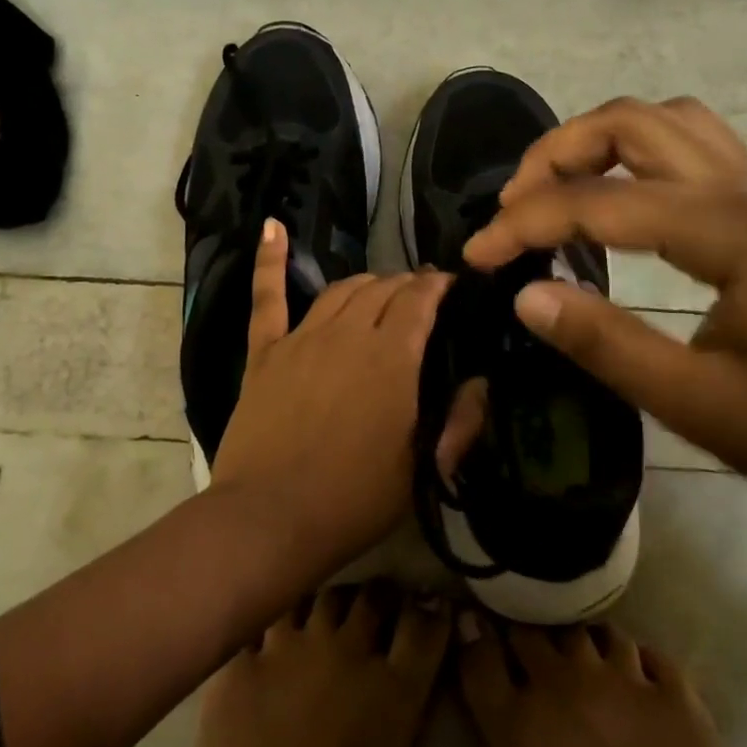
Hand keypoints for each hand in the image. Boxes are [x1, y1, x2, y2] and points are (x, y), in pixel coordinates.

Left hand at [212, 220, 453, 570]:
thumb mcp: (423, 468)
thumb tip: (480, 383)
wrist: (271, 519)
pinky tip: (272, 227)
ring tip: (380, 286)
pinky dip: (269, 260)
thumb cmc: (355, 499)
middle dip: (407, 283)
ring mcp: (302, 338)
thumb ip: (459, 421)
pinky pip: (267, 298)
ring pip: (340, 289)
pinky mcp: (265, 352)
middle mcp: (349, 334)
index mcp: (392, 359)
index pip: (421, 301)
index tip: (452, 283)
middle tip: (421, 292)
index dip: (438, 285)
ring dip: (365, 281)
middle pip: (382, 289)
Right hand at [461, 97, 746, 515]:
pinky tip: (617, 200)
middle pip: (631, 122)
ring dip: (598, 141)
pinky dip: (636, 154)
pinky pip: (691, 144)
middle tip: (513, 207)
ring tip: (555, 190)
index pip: (598, 201)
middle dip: (556, 153)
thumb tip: (525, 295)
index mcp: (730, 230)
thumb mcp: (695, 404)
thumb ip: (604, 344)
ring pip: (664, 121)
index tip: (475, 257)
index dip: (524, 224)